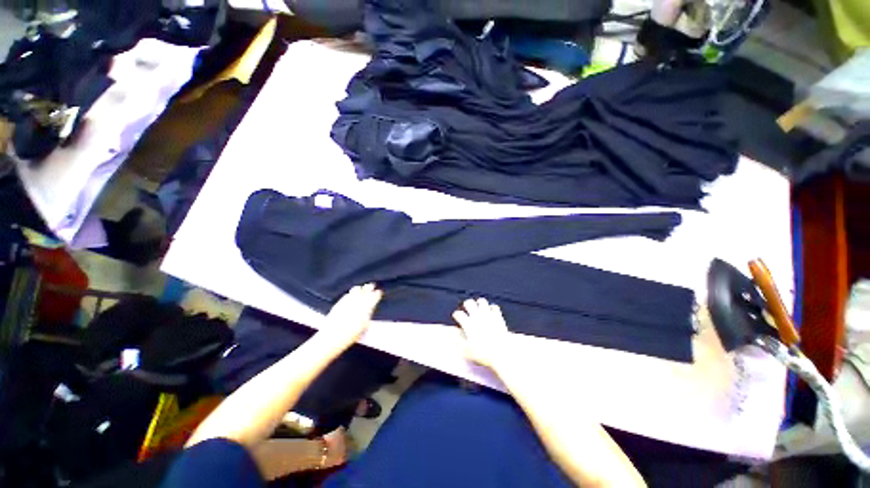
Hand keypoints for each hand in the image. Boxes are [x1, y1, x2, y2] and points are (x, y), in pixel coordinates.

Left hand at [319, 283, 382, 349]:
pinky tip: (351, 295)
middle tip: (371, 286)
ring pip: (356, 289)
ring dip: (360, 289)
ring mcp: (349, 300)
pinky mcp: (340, 302)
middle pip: (366, 290)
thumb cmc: (352, 334)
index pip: (375, 296)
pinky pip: (347, 294)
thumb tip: (370, 309)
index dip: (377, 294)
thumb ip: (368, 314)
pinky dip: (351, 293)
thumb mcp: (365, 325)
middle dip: (369, 287)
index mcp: (367, 306)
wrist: (333, 335)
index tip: (379, 292)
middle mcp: (359, 300)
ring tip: (361, 289)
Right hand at [453, 298, 511, 369]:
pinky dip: (492, 308)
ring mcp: (488, 315)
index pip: (459, 314)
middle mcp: (477, 317)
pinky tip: (491, 311)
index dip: (456, 314)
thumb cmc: (483, 354)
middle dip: (466, 304)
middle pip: (469, 303)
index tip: (456, 316)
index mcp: (468, 324)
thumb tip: (456, 334)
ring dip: (479, 303)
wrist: (502, 353)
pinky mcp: (498, 317)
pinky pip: (494, 307)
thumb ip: (459, 341)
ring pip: (482, 301)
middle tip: (467, 308)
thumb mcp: (467, 351)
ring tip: (478, 307)